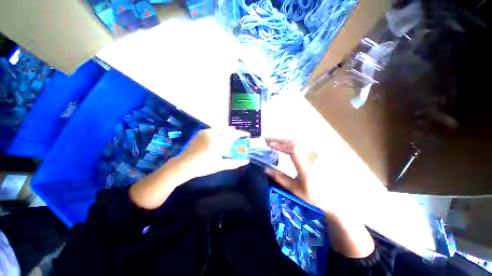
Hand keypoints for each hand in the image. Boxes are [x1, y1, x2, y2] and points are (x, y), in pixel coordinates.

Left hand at [178, 127, 249, 178]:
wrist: (184, 164)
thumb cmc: (203, 167)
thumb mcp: (220, 166)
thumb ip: (234, 163)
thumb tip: (246, 161)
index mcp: (217, 143)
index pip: (233, 134)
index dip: (242, 133)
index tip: (247, 135)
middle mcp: (212, 134)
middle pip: (228, 129)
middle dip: (235, 131)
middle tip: (239, 137)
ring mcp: (205, 132)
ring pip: (221, 127)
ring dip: (228, 130)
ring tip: (231, 136)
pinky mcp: (201, 132)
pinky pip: (214, 129)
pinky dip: (220, 131)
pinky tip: (220, 137)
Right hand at [265, 138, 375, 257]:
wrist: (335, 199)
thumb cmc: (314, 196)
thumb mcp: (294, 188)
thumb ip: (279, 177)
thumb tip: (266, 169)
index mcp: (307, 167)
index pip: (293, 150)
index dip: (280, 145)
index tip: (269, 144)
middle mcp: (313, 157)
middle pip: (294, 144)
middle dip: (280, 140)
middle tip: (268, 140)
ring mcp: (317, 155)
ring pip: (298, 143)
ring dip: (285, 141)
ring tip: (274, 141)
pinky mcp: (318, 154)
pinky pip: (302, 145)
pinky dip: (291, 143)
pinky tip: (286, 145)